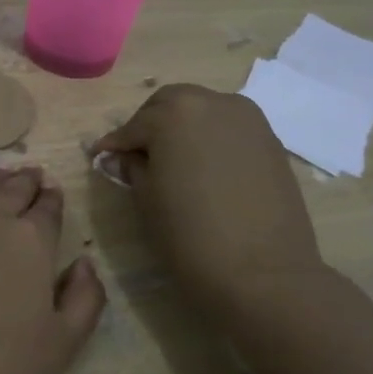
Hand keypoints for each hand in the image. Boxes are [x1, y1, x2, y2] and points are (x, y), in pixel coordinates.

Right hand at [93, 84, 323, 313]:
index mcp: (174, 113)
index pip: (134, 125)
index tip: (101, 157)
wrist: (263, 272)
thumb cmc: (190, 235)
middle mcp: (212, 102)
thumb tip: (118, 157)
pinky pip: (229, 129)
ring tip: (172, 162)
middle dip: (150, 125)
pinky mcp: (271, 140)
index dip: (116, 144)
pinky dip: (211, 139)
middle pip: (171, 105)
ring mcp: (248, 119)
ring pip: (203, 111)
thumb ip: (132, 169)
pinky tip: (203, 169)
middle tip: (137, 157)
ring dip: (183, 128)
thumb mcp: (147, 200)